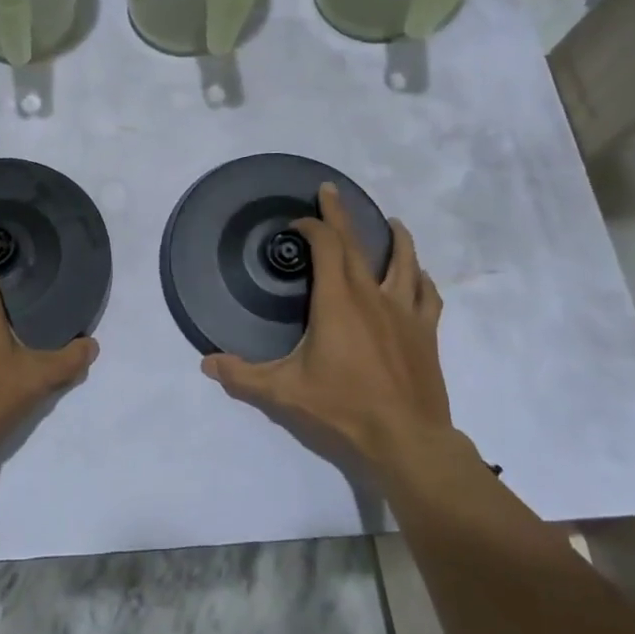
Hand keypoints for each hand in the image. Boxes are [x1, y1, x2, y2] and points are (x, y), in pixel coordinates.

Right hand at [202, 184, 453, 462]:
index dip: (311, 227)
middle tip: (331, 192)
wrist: (407, 441)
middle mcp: (372, 296)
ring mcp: (404, 313)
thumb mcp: (282, 393)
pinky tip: (419, 277)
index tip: (297, 224)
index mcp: (337, 301)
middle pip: (358, 243)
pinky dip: (422, 280)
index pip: (325, 246)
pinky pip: (428, 296)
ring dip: (397, 238)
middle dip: (341, 215)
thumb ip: (242, 376)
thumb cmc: (342, 410)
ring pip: (405, 262)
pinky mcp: (426, 334)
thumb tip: (206, 362)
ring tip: (393, 222)